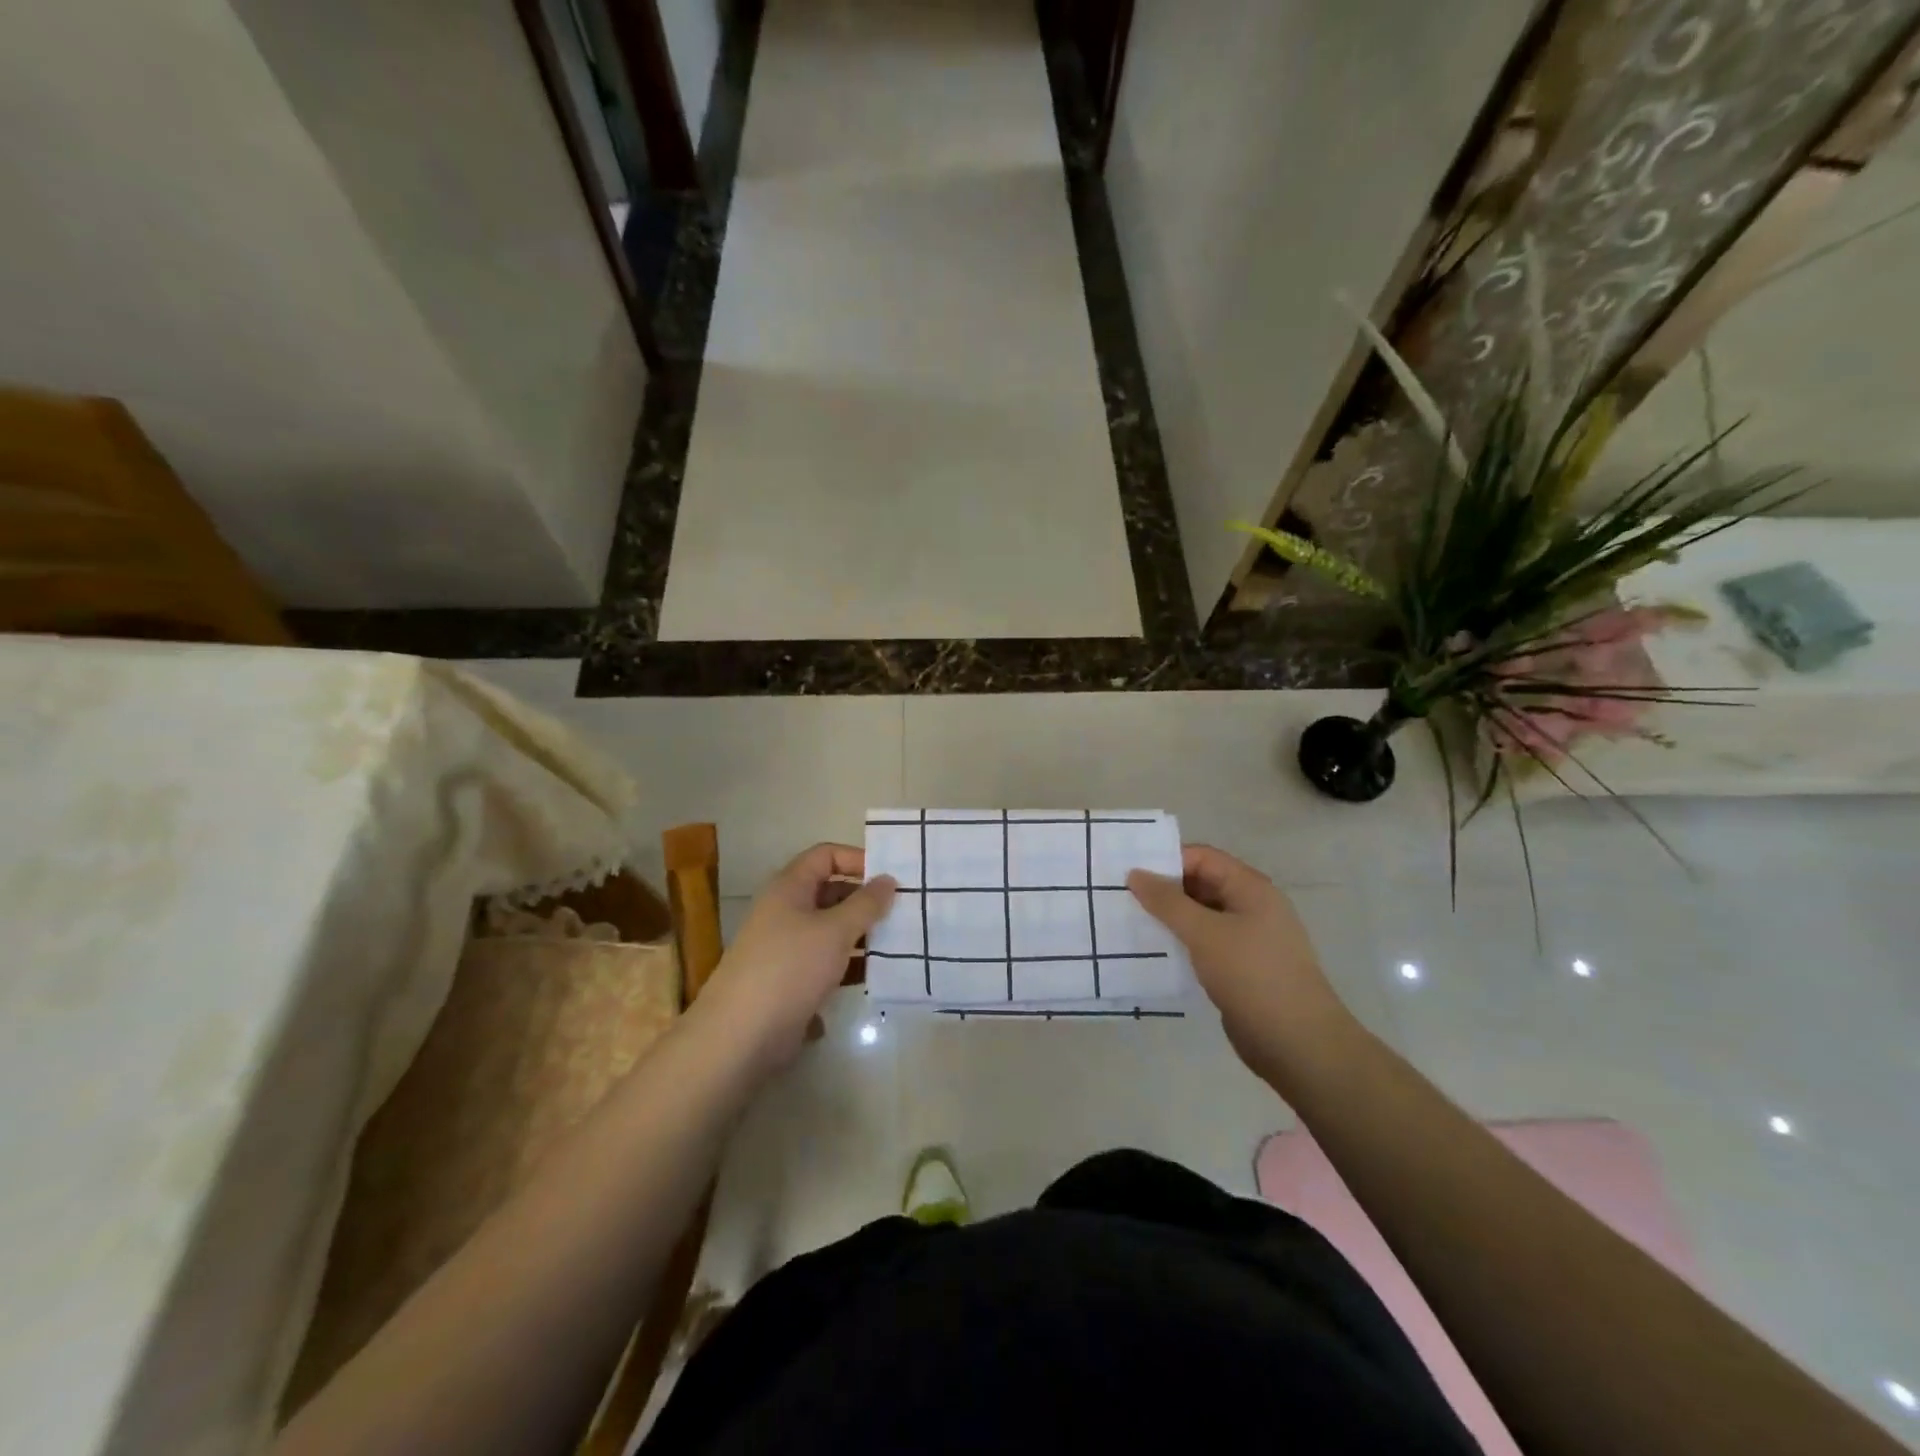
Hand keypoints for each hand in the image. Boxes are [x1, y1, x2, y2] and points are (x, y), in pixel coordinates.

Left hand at [696, 844, 895, 1074]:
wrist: (741, 1035)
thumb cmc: (790, 968)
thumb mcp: (835, 930)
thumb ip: (866, 904)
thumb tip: (888, 879)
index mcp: (789, 887)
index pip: (826, 855)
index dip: (857, 859)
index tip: (891, 876)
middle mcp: (787, 910)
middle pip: (831, 891)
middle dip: (866, 899)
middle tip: (904, 909)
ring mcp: (788, 946)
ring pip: (832, 928)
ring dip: (863, 933)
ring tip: (901, 940)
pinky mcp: (793, 979)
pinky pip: (828, 960)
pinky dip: (852, 962)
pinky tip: (880, 973)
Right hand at [1128, 845, 1359, 1086]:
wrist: (1297, 1042)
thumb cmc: (1251, 975)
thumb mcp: (1204, 932)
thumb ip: (1167, 901)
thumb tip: (1135, 873)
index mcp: (1250, 888)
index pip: (1203, 858)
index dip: (1167, 861)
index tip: (1130, 873)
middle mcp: (1251, 907)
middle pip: (1201, 885)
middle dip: (1164, 890)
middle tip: (1122, 897)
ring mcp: (1249, 939)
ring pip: (1201, 917)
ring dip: (1170, 919)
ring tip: (1131, 923)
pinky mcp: (1241, 968)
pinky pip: (1205, 944)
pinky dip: (1182, 943)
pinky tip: (1155, 952)